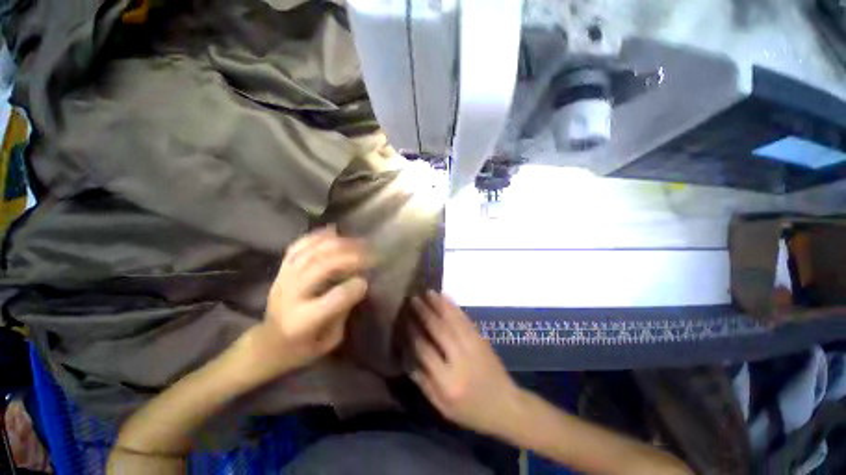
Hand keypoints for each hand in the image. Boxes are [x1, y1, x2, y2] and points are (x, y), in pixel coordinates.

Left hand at [256, 226, 371, 370]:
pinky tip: (334, 231)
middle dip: (351, 258)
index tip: (368, 281)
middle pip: (321, 268)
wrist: (267, 343)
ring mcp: (284, 279)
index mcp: (302, 321)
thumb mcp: (329, 340)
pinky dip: (317, 236)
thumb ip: (343, 312)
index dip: (354, 288)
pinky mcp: (282, 270)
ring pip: (311, 252)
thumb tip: (358, 283)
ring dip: (339, 244)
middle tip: (371, 254)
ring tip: (359, 241)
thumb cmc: (301, 348)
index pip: (333, 300)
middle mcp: (290, 296)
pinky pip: (298, 246)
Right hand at [409, 291, 521, 435]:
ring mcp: (473, 346)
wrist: (506, 405)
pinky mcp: (481, 338)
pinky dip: (454, 306)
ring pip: (452, 320)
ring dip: (439, 304)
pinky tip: (446, 297)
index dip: (413, 333)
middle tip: (413, 300)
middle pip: (439, 330)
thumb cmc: (471, 411)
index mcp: (448, 382)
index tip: (405, 320)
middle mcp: (460, 359)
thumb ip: (424, 383)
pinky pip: (465, 319)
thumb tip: (408, 358)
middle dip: (424, 313)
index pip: (425, 350)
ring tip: (427, 292)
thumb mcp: (443, 408)